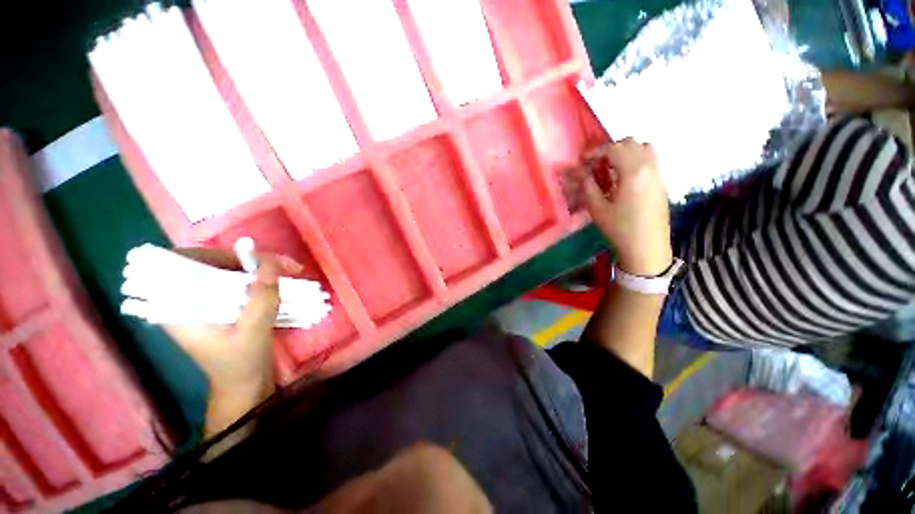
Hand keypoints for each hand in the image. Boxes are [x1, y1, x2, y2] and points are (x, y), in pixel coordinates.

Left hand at [162, 249, 301, 434]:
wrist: (244, 385)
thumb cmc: (241, 364)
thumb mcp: (253, 333)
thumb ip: (261, 299)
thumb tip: (271, 262)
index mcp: (178, 308)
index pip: (184, 263)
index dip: (217, 255)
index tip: (253, 260)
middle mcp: (185, 299)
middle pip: (210, 262)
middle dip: (246, 259)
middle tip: (281, 264)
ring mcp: (204, 300)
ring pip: (226, 268)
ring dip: (257, 266)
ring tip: (287, 269)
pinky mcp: (221, 303)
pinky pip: (237, 278)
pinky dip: (258, 275)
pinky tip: (277, 278)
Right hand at [573, 139, 672, 275]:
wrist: (646, 247)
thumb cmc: (619, 229)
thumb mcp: (597, 208)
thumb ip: (588, 185)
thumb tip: (581, 172)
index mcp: (633, 172)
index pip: (614, 149)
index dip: (595, 152)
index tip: (582, 161)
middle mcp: (649, 167)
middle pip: (631, 143)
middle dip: (611, 149)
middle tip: (596, 164)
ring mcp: (658, 174)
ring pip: (644, 148)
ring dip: (626, 152)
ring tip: (611, 168)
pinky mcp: (661, 183)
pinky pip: (650, 160)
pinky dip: (635, 160)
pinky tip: (624, 178)